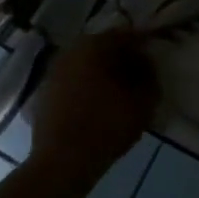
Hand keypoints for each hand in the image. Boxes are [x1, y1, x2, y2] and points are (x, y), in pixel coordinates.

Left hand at [29, 29, 159, 174]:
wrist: (61, 162)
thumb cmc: (106, 126)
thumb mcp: (143, 103)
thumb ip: (150, 79)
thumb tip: (147, 67)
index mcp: (94, 45)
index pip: (126, 36)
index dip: (143, 48)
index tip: (154, 64)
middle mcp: (70, 51)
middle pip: (103, 48)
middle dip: (122, 60)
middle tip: (139, 79)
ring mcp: (53, 71)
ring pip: (86, 65)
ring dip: (103, 75)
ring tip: (119, 95)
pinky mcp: (44, 92)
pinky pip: (72, 82)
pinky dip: (86, 88)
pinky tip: (97, 107)